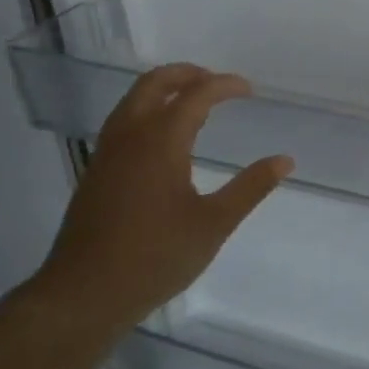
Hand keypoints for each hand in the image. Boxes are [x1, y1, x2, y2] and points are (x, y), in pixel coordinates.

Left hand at [36, 65, 293, 333]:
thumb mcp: (214, 224)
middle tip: (217, 82)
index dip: (224, 85)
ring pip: (133, 100)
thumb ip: (250, 188)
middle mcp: (129, 136)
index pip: (195, 95)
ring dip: (164, 90)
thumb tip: (284, 160)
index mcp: (160, 141)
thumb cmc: (155, 257)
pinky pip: (123, 121)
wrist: (84, 294)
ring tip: (194, 104)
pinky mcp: (96, 172)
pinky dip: (148, 110)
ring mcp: (107, 153)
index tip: (248, 89)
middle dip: (187, 74)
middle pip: (154, 83)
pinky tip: (164, 139)